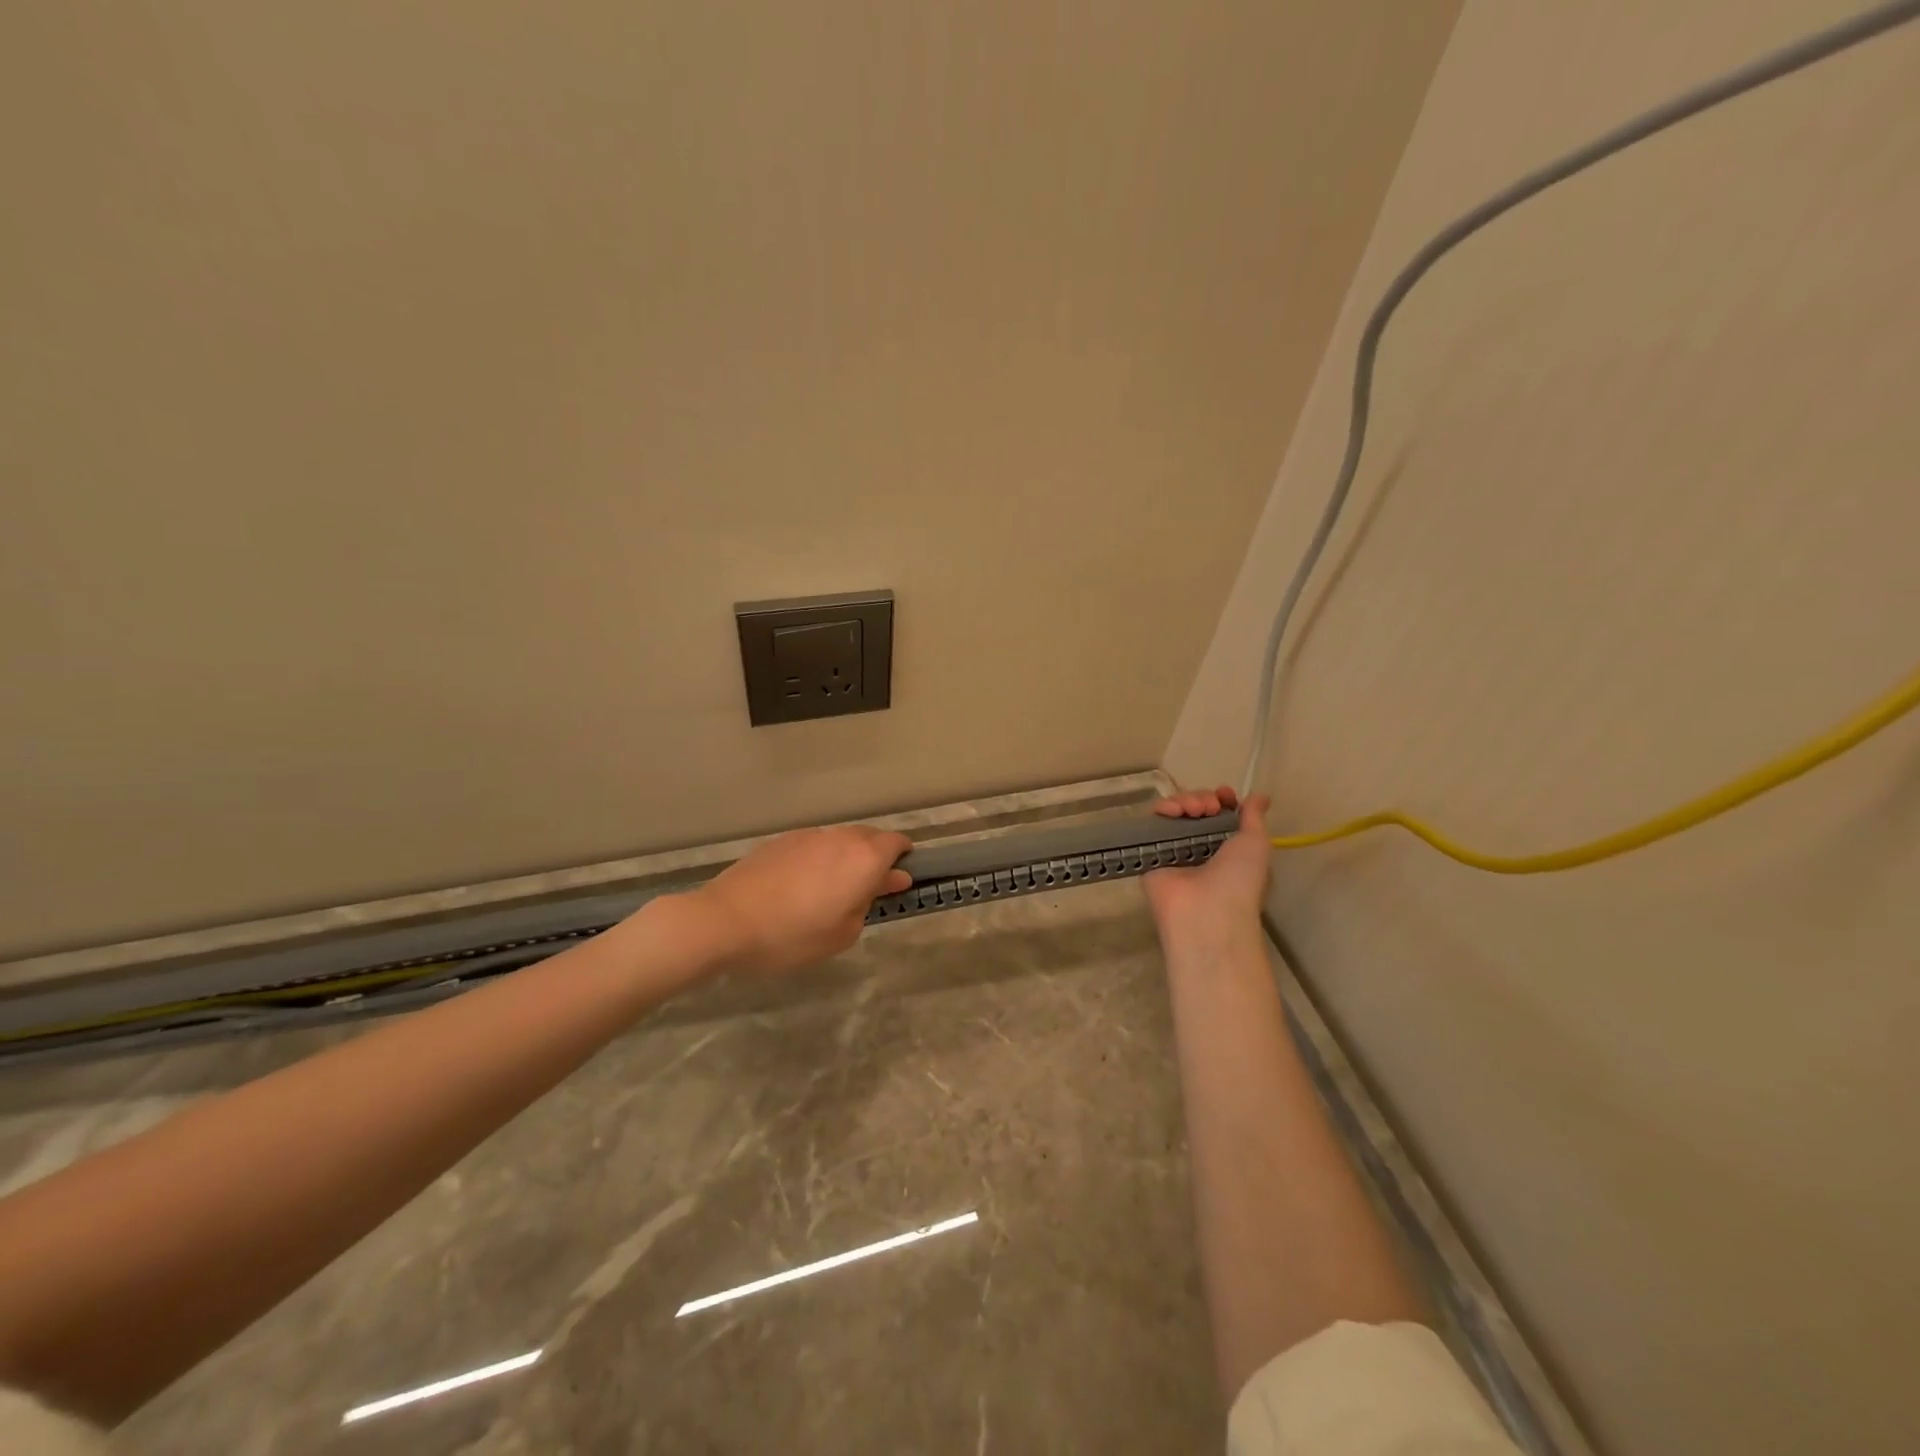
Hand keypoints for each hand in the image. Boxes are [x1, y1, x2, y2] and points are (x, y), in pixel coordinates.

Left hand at [681, 824, 912, 977]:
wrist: (725, 921)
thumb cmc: (792, 935)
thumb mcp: (842, 934)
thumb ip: (870, 902)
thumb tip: (888, 880)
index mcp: (863, 859)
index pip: (897, 843)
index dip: (904, 859)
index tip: (898, 881)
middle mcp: (840, 838)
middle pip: (870, 837)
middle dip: (876, 857)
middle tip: (867, 890)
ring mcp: (808, 835)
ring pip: (840, 840)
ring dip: (846, 857)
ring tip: (830, 891)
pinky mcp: (781, 840)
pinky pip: (814, 844)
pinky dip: (819, 859)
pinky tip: (801, 886)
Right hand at [1143, 786, 1271, 946]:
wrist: (1206, 912)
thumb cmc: (1239, 879)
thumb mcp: (1256, 844)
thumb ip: (1254, 818)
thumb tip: (1259, 796)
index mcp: (1227, 848)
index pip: (1219, 814)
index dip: (1222, 799)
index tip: (1224, 794)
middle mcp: (1200, 847)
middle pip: (1196, 808)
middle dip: (1203, 798)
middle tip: (1209, 808)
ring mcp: (1175, 849)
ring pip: (1175, 811)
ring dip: (1185, 800)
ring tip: (1192, 810)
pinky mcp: (1152, 851)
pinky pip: (1153, 822)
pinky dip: (1162, 809)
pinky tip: (1171, 811)